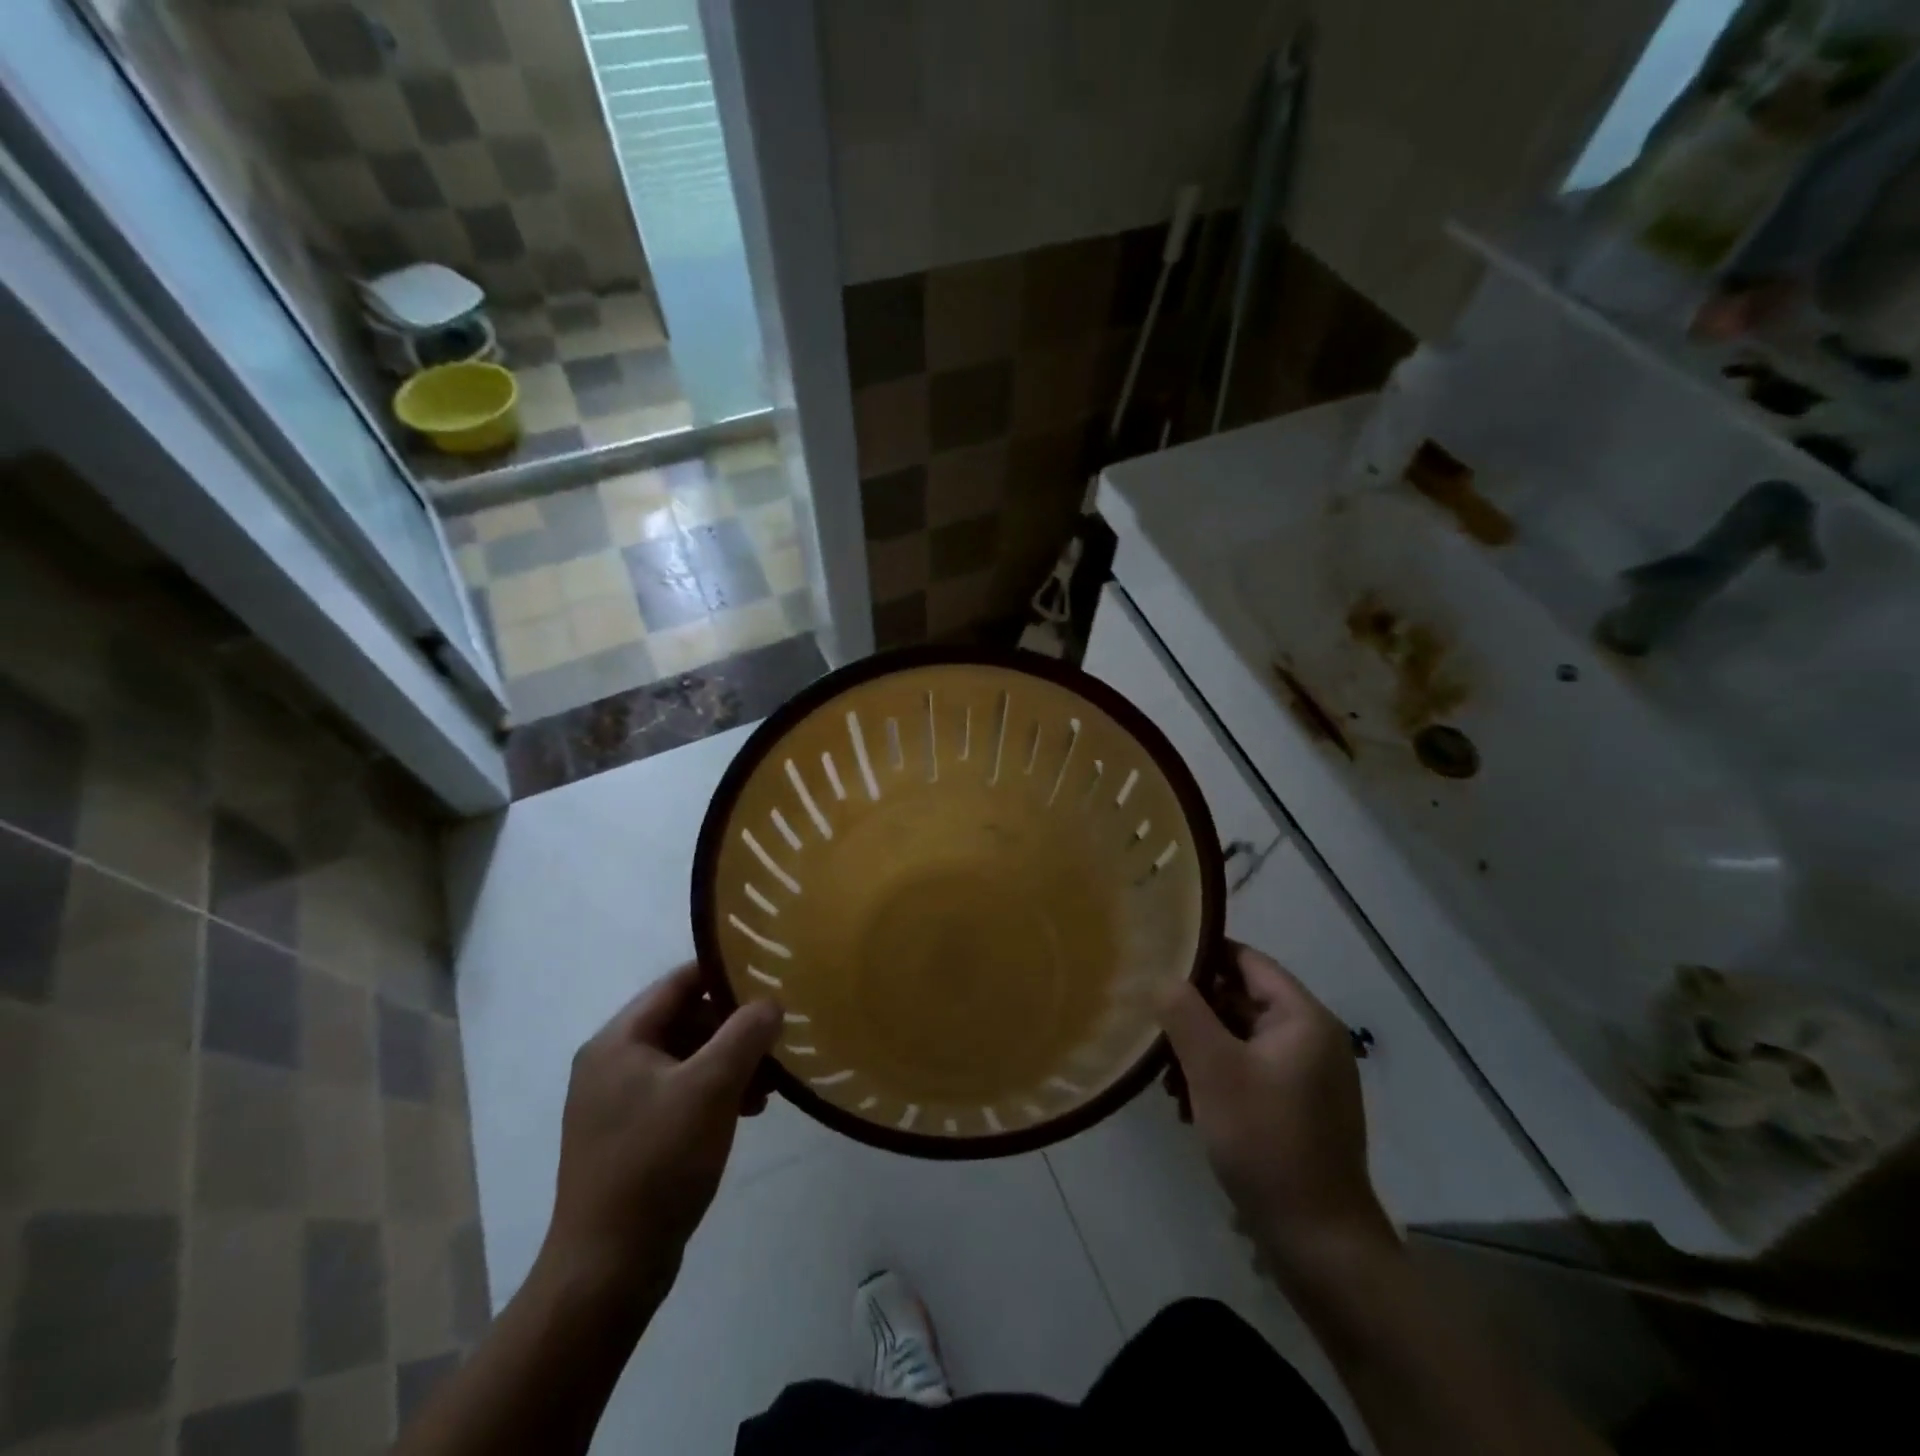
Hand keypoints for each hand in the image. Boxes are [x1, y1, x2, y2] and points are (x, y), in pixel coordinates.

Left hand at [542, 963, 781, 1299]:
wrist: (607, 1270)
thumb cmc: (657, 1163)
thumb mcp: (710, 1088)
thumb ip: (745, 1034)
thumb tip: (771, 1001)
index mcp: (618, 1041)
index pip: (679, 983)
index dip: (726, 976)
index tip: (772, 980)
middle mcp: (611, 1063)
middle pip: (685, 1021)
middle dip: (734, 1030)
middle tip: (776, 1044)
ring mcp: (617, 1103)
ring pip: (687, 1060)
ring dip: (730, 1064)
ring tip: (768, 1088)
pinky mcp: (630, 1136)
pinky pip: (680, 1094)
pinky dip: (714, 1094)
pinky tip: (746, 1113)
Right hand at [1158, 942, 1393, 1273]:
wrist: (1319, 1244)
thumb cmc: (1265, 1141)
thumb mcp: (1214, 1070)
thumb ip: (1184, 1012)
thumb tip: (1164, 976)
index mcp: (1303, 1018)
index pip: (1247, 960)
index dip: (1202, 955)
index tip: (1157, 962)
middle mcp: (1312, 1038)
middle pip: (1242, 1000)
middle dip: (1194, 1013)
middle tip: (1152, 1028)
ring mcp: (1308, 1076)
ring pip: (1241, 1039)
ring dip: (1200, 1050)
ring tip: (1166, 1080)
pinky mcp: (1298, 1108)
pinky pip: (1250, 1071)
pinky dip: (1218, 1078)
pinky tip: (1188, 1106)